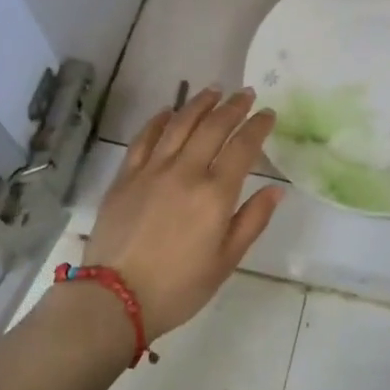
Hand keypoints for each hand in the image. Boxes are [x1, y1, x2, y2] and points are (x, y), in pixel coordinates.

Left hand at [79, 88, 283, 338]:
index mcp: (215, 194)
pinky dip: (159, 121)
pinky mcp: (125, 177)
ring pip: (179, 125)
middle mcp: (185, 172)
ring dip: (199, 104)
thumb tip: (276, 190)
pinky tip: (168, 111)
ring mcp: (152, 171)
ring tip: (214, 90)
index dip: (258, 126)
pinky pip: (144, 139)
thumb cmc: (179, 287)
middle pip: (213, 127)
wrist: (114, 299)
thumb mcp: (226, 261)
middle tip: (246, 93)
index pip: (243, 147)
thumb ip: (252, 221)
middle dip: (233, 107)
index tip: (268, 113)